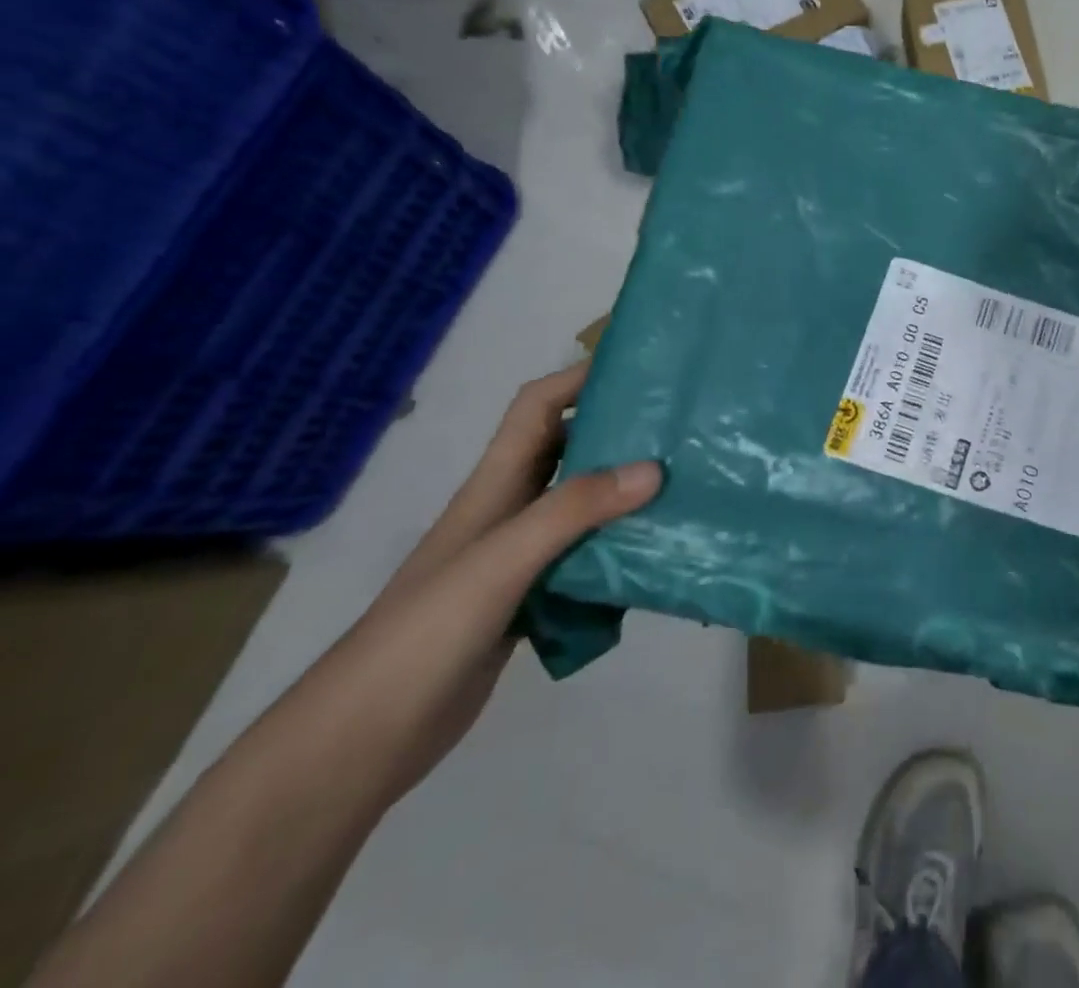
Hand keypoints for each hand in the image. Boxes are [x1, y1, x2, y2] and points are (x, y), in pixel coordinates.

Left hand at [308, 362, 661, 806]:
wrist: (362, 742)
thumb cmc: (425, 632)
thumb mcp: (502, 560)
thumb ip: (574, 510)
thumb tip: (654, 468)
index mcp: (494, 486)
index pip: (537, 407)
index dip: (579, 377)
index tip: (639, 367)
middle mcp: (509, 511)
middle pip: (568, 450)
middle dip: (619, 429)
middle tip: (681, 425)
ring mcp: (519, 558)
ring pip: (582, 505)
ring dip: (626, 492)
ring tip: (685, 484)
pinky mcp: (531, 599)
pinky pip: (585, 557)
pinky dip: (620, 547)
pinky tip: (657, 555)